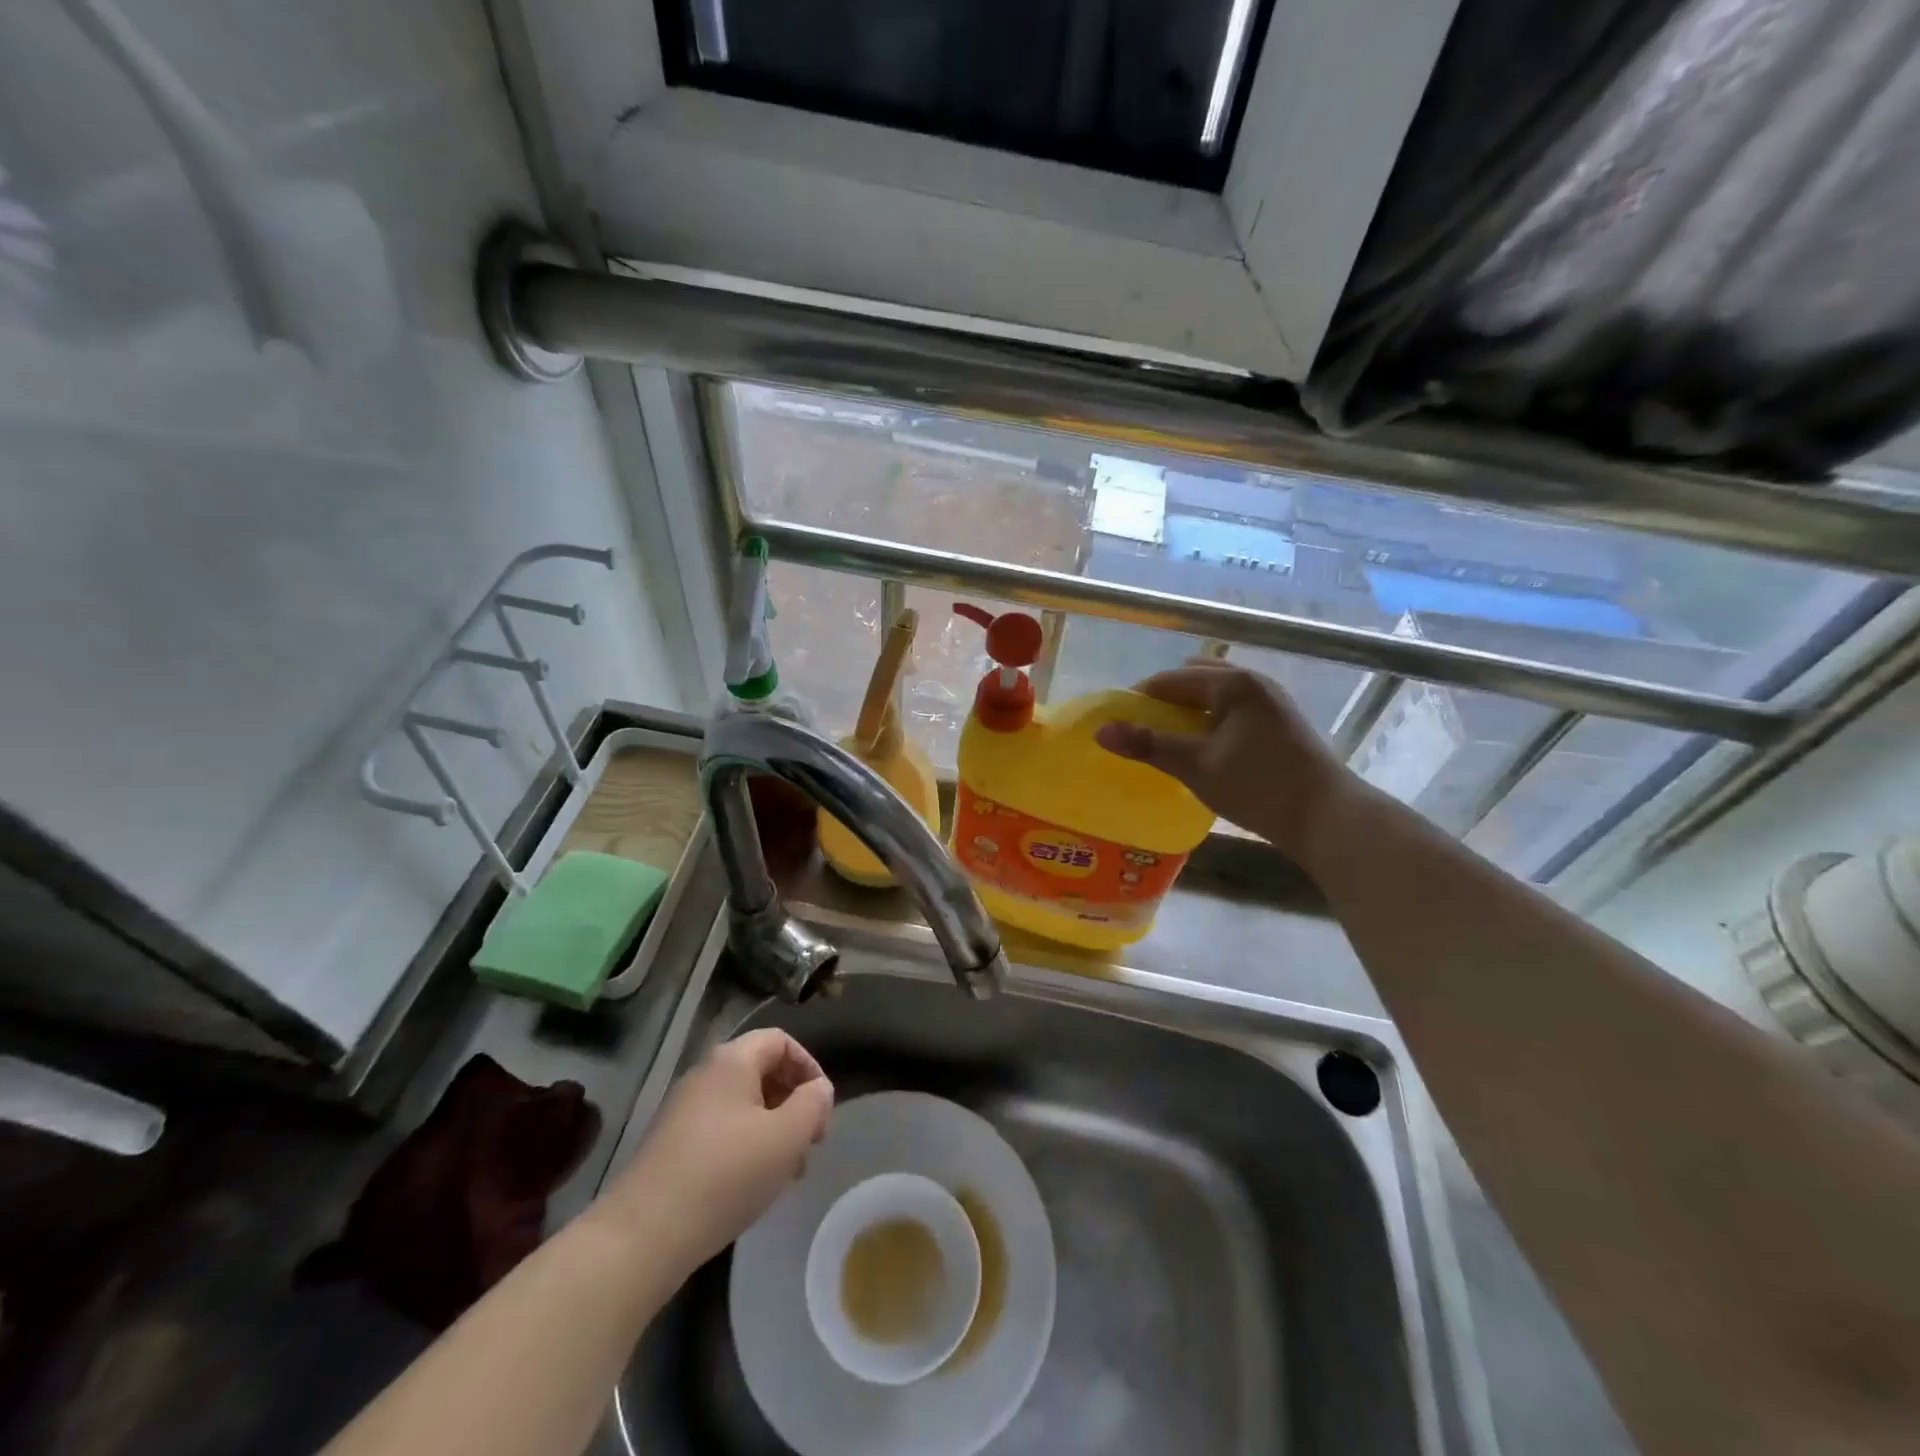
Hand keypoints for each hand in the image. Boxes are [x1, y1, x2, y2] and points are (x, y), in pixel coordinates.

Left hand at [596, 1029, 833, 1274]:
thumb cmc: (725, 1175)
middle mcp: (705, 1075)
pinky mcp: (672, 1146)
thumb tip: (819, 1089)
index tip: (822, 1107)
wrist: (643, 1235)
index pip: (780, 1040)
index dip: (809, 1066)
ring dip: (773, 1128)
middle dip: (793, 1101)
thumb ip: (812, 1104)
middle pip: (762, 1071)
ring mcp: (684, 1111)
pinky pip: (722, 1130)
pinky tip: (753, 1185)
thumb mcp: (786, 1137)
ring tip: (788, 1171)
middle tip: (810, 1141)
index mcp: (732, 1061)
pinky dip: (747, 1146)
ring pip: (743, 1105)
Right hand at [1095, 660, 1356, 859]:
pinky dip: (1212, 721)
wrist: (1328, 817)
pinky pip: (1233, 709)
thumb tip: (1100, 730)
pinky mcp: (1281, 723)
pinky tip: (1205, 749)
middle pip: (1195, 679)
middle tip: (1144, 731)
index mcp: (1232, 683)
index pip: (1170, 679)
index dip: (1140, 699)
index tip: (1119, 724)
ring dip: (1189, 712)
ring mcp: (1271, 701)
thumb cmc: (1259, 786)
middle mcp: (1253, 682)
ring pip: (1216, 695)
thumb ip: (1148, 745)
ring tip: (1171, 741)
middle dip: (1165, 700)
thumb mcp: (1196, 766)